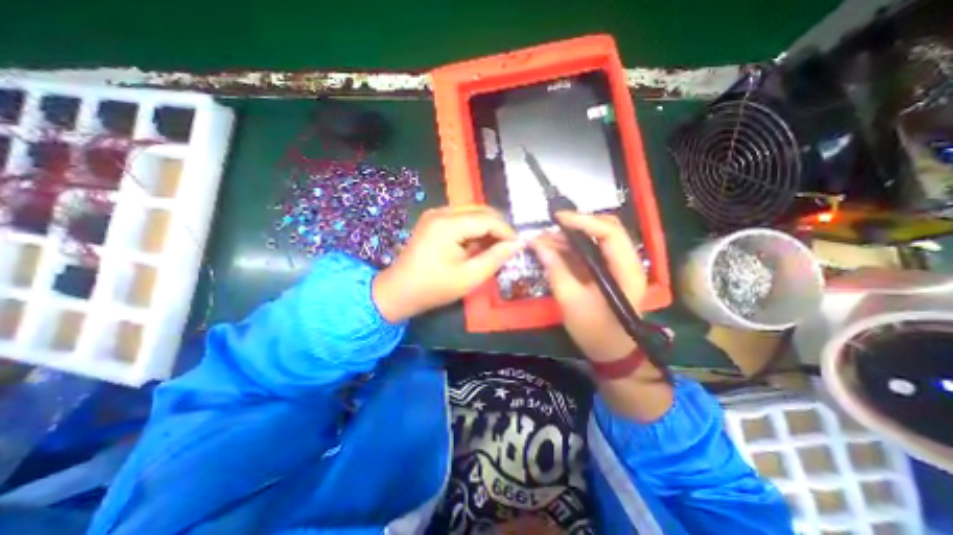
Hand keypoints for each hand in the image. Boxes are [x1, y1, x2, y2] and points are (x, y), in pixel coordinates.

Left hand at [371, 206, 519, 321]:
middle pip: (480, 211)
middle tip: (508, 247)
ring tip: (494, 248)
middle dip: (498, 228)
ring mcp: (435, 214)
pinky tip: (477, 246)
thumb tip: (517, 244)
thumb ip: (495, 258)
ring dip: (486, 229)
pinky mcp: (433, 221)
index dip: (507, 231)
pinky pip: (461, 219)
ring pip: (472, 214)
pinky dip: (473, 230)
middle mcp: (441, 212)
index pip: (487, 219)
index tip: (518, 246)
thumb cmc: (434, 288)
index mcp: (447, 224)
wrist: (399, 292)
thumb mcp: (469, 277)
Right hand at [528, 212, 647, 362]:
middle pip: (606, 229)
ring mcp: (617, 265)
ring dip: (571, 236)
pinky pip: (589, 251)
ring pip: (596, 238)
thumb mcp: (571, 302)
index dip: (584, 221)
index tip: (558, 219)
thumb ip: (556, 271)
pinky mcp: (607, 270)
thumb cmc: (595, 331)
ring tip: (544, 239)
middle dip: (577, 225)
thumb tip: (538, 245)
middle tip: (551, 227)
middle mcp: (626, 262)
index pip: (610, 233)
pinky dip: (571, 247)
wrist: (612, 352)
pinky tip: (552, 249)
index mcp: (626, 270)